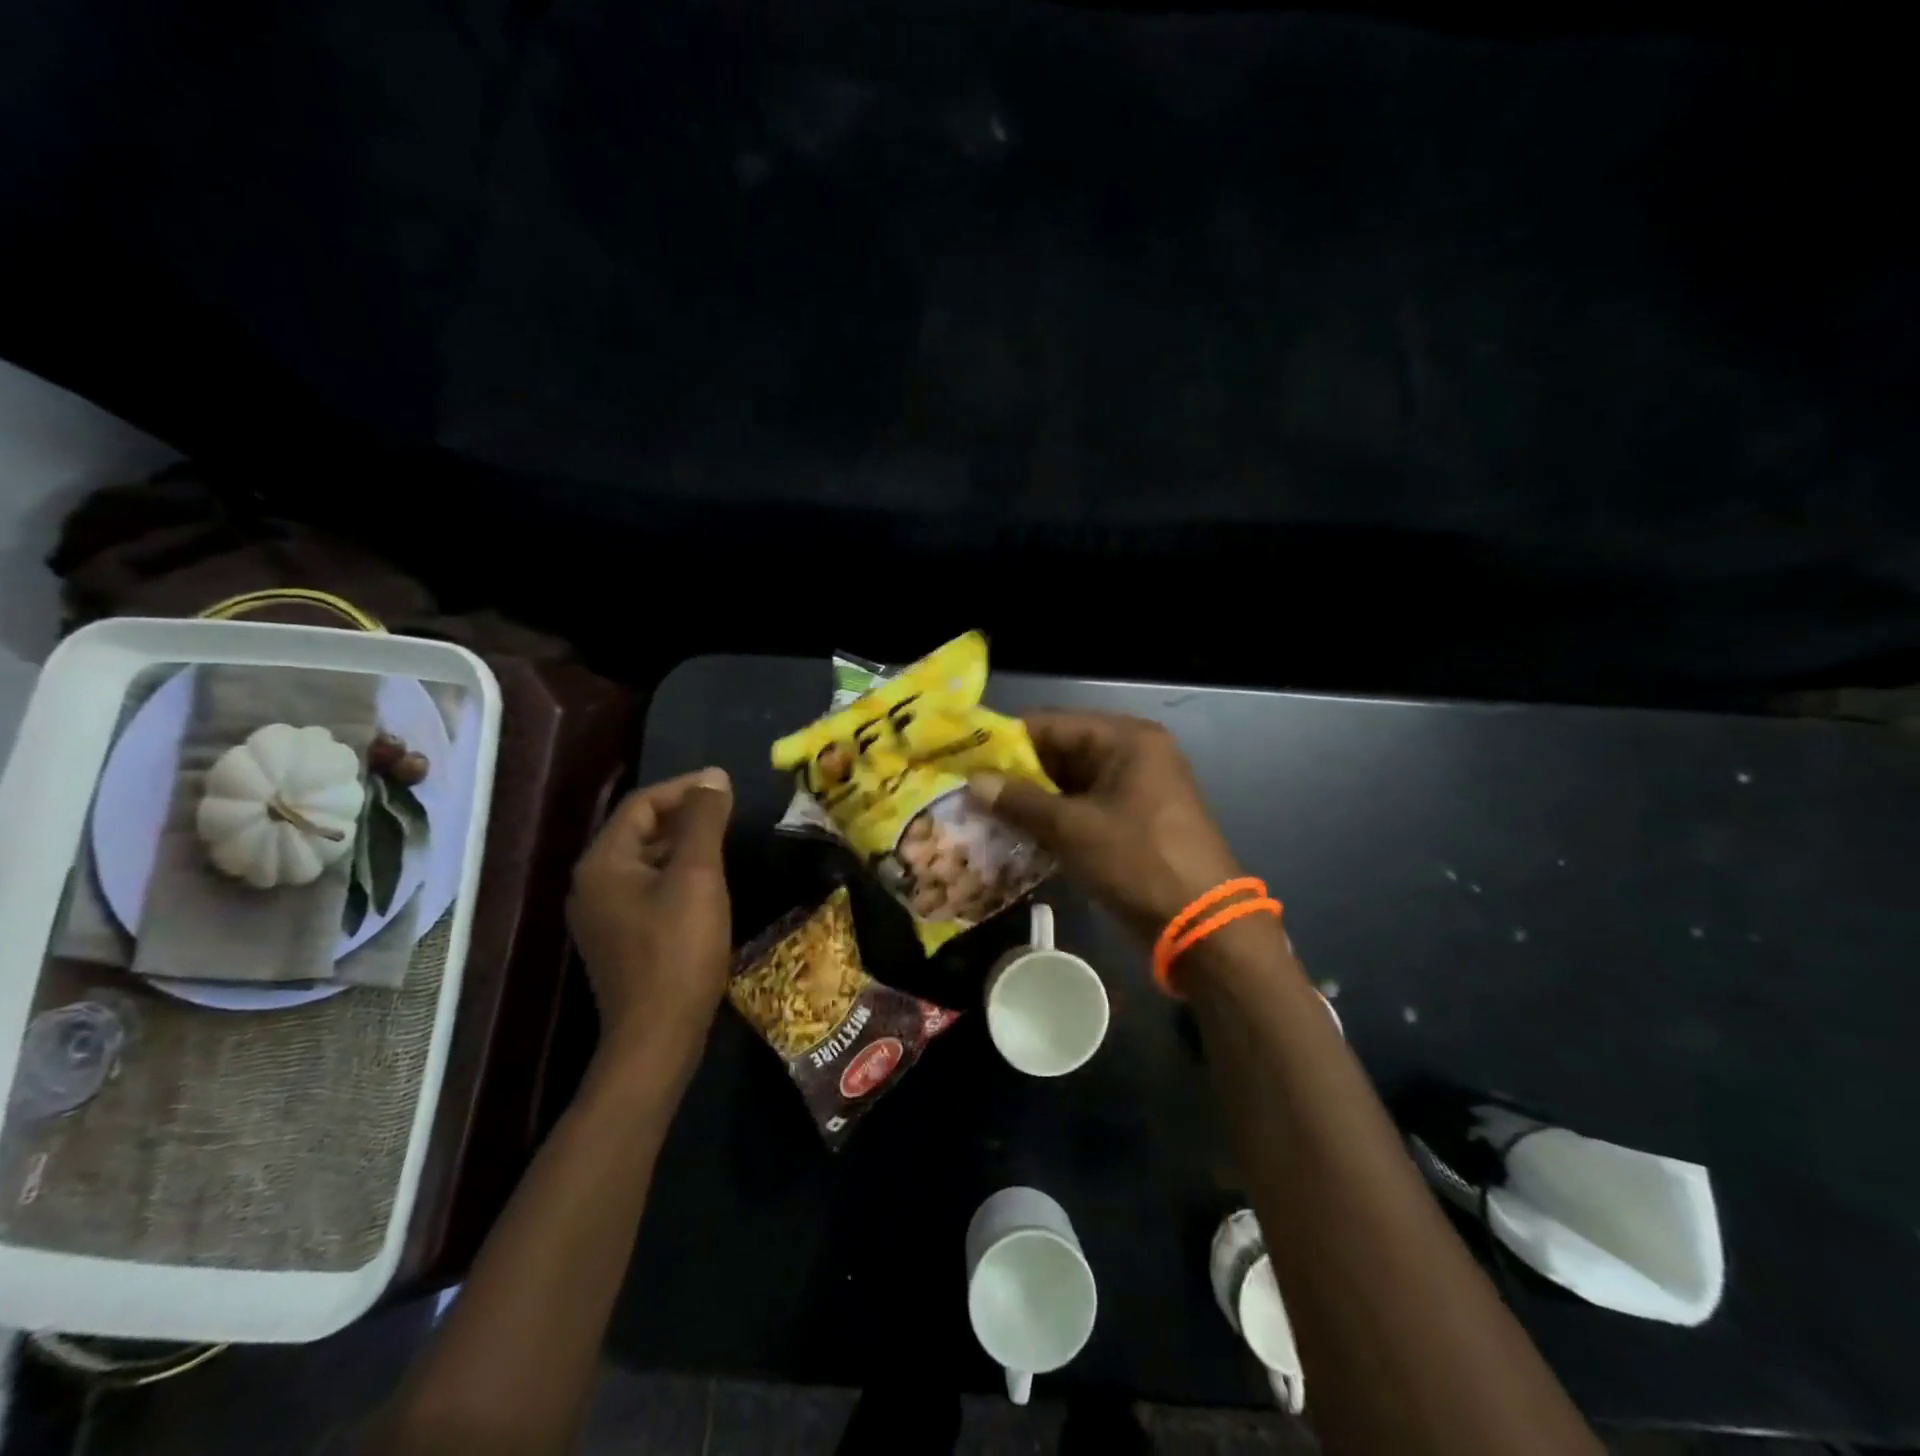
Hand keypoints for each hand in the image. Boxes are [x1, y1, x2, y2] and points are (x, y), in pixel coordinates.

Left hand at [567, 768, 733, 1067]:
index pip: (641, 805)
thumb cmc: (678, 950)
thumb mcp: (697, 877)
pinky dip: (677, 874)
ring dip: (683, 845)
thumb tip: (713, 777)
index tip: (725, 788)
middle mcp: (593, 884)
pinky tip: (707, 883)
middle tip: (728, 811)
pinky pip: (648, 888)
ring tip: (724, 841)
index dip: (684, 789)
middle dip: (684, 815)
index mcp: (603, 863)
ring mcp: (604, 915)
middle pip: (640, 831)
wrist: (658, 1036)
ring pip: (646, 861)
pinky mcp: (621, 939)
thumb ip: (703, 822)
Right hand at [971, 712, 1243, 940]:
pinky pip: (1084, 807)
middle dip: (1016, 774)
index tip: (964, 759)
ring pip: (1069, 783)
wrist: (1202, 925)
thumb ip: (1020, 801)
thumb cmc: (1137, 861)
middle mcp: (1132, 753)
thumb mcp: (1072, 829)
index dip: (1006, 742)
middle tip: (968, 791)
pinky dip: (1053, 819)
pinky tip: (1017, 834)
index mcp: (1125, 739)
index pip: (1052, 725)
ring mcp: (1135, 788)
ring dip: (1032, 800)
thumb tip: (975, 782)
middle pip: (1060, 752)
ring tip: (983, 814)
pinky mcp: (1133, 819)